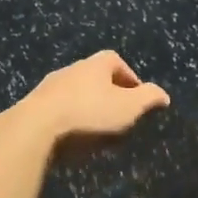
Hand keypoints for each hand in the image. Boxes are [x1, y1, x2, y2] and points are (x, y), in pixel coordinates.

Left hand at [4, 50, 170, 147]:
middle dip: (107, 93)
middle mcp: (72, 68)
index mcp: (96, 63)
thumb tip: (164, 95)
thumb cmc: (89, 112)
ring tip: (94, 129)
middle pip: (94, 76)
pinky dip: (66, 118)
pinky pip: (57, 109)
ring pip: (74, 92)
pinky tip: (71, 136)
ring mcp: (49, 85)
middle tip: (117, 114)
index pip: (117, 61)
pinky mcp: (33, 105)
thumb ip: (149, 98)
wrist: (36, 126)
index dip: (129, 77)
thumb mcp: (129, 107)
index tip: (136, 97)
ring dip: (85, 106)